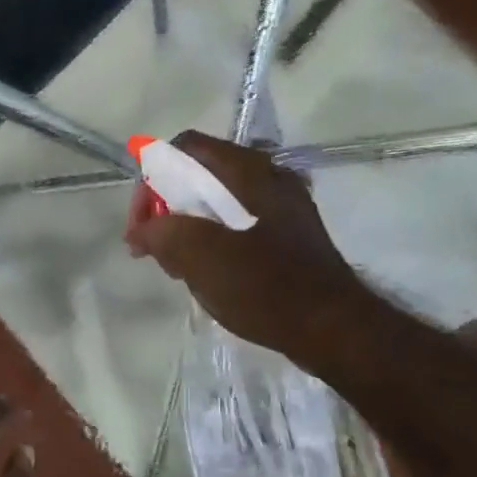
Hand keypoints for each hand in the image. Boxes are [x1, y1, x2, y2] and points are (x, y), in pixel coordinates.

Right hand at [125, 130, 373, 367]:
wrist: (334, 329)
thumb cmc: (266, 286)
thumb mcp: (201, 256)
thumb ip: (162, 233)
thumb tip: (143, 230)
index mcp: (248, 170)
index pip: (184, 148)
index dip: (151, 177)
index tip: (142, 223)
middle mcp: (268, 177)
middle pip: (200, 176)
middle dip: (168, 209)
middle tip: (155, 249)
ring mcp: (282, 207)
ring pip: (218, 204)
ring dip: (189, 229)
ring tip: (178, 269)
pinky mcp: (290, 236)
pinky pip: (239, 226)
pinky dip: (214, 242)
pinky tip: (209, 277)